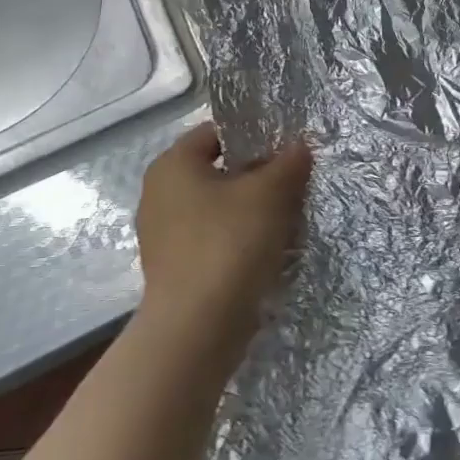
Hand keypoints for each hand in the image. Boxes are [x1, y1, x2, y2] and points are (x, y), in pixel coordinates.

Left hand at [132, 121, 311, 362]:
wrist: (197, 327)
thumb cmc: (229, 243)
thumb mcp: (270, 193)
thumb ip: (289, 162)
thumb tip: (300, 145)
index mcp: (172, 165)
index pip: (216, 132)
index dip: (255, 134)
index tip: (288, 146)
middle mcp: (159, 194)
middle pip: (219, 170)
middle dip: (258, 174)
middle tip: (295, 180)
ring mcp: (163, 235)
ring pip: (219, 207)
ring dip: (252, 209)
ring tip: (289, 216)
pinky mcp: (175, 268)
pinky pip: (214, 238)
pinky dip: (239, 239)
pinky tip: (269, 249)